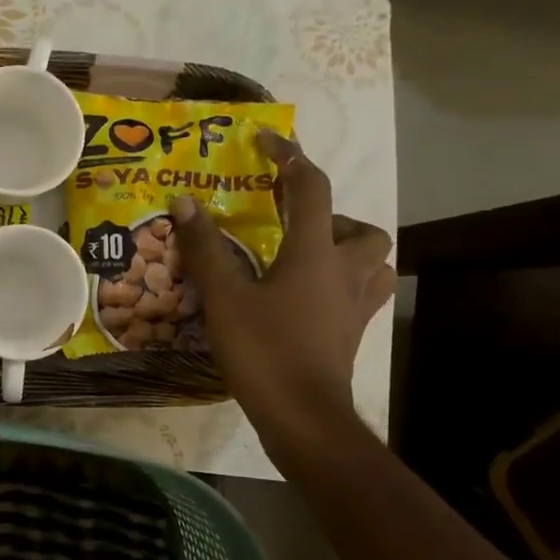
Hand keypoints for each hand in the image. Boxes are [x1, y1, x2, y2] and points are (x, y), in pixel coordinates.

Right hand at [171, 130, 394, 444]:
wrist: (304, 418)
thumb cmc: (264, 350)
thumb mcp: (224, 297)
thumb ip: (205, 247)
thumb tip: (185, 201)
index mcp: (316, 253)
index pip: (312, 187)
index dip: (290, 157)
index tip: (267, 141)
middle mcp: (347, 272)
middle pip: (363, 228)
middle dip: (333, 216)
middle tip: (294, 225)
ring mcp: (356, 307)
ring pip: (374, 262)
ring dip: (348, 249)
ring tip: (308, 257)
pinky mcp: (353, 334)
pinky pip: (362, 294)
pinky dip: (343, 284)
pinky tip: (310, 297)